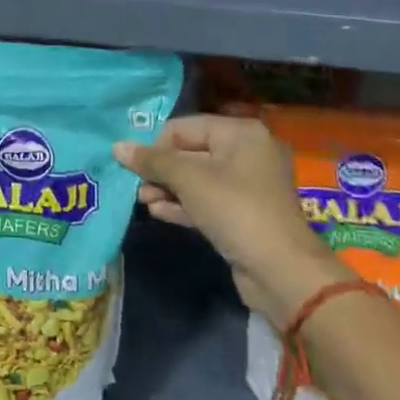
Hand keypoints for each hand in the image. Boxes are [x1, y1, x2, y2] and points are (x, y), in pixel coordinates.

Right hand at [116, 114, 346, 326]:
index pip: (184, 127)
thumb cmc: (234, 209)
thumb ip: (152, 161)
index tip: (133, 165)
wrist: (281, 272)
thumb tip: (117, 146)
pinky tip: (158, 212)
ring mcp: (247, 186)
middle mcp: (246, 153)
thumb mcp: (188, 179)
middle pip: (190, 152)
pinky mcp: (243, 215)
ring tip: (143, 201)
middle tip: (135, 186)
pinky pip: (206, 201)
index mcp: (240, 133)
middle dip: (160, 170)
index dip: (156, 144)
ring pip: (196, 179)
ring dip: (167, 189)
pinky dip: (182, 204)